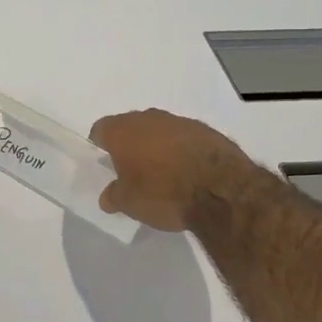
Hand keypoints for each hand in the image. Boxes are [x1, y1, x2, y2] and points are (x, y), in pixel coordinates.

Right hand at [90, 108, 253, 231]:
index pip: (101, 129)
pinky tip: (188, 171)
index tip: (106, 162)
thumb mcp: (130, 203)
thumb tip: (108, 196)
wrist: (220, 189)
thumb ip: (114, 196)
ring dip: (158, 145)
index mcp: (123, 131)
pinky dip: (182, 150)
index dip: (100, 145)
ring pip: (159, 129)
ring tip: (163, 172)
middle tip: (132, 169)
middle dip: (130, 144)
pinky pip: (185, 137)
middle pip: (131, 126)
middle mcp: (149, 118)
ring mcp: (180, 121)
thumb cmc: (163, 193)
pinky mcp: (206, 130)